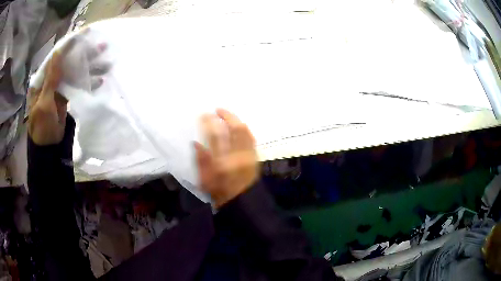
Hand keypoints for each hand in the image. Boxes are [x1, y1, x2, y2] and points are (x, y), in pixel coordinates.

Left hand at [28, 29, 108, 145]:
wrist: (48, 148)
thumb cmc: (42, 128)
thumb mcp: (44, 104)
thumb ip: (50, 79)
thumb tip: (58, 53)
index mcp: (42, 80)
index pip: (55, 58)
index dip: (68, 46)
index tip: (83, 36)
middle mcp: (50, 80)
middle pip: (67, 62)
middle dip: (83, 54)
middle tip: (101, 46)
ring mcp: (59, 88)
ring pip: (74, 73)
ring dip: (89, 67)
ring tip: (106, 61)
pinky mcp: (66, 96)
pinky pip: (77, 85)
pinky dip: (88, 82)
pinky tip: (100, 79)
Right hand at [195, 109, 259, 207]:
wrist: (242, 201)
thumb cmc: (220, 192)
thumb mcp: (204, 179)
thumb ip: (200, 160)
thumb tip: (196, 142)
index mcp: (221, 162)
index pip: (215, 137)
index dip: (209, 123)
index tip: (204, 114)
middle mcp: (237, 156)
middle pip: (235, 130)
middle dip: (227, 116)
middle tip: (218, 110)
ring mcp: (248, 156)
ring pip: (245, 132)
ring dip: (236, 120)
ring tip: (227, 116)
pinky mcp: (255, 157)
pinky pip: (251, 138)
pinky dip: (244, 129)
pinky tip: (239, 126)